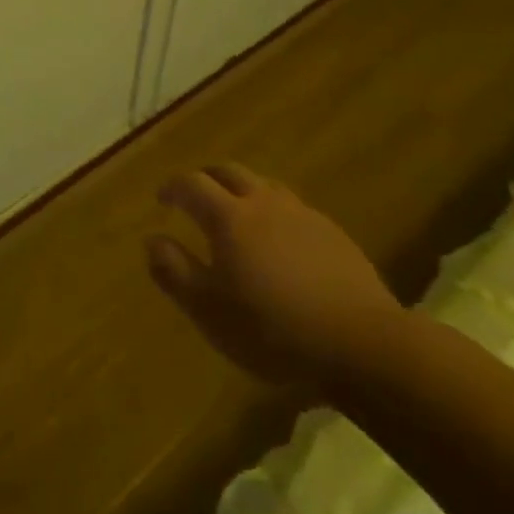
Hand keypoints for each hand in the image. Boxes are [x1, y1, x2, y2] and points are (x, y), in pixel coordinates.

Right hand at [146, 164, 410, 393]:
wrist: (361, 342)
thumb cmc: (272, 329)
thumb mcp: (208, 310)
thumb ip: (174, 270)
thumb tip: (152, 240)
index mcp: (229, 217)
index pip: (192, 184)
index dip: (173, 187)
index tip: (162, 198)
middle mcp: (264, 203)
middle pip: (229, 172)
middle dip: (206, 178)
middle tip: (194, 196)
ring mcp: (303, 214)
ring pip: (264, 186)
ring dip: (241, 191)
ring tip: (235, 215)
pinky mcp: (332, 232)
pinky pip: (292, 208)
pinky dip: (272, 212)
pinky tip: (278, 242)